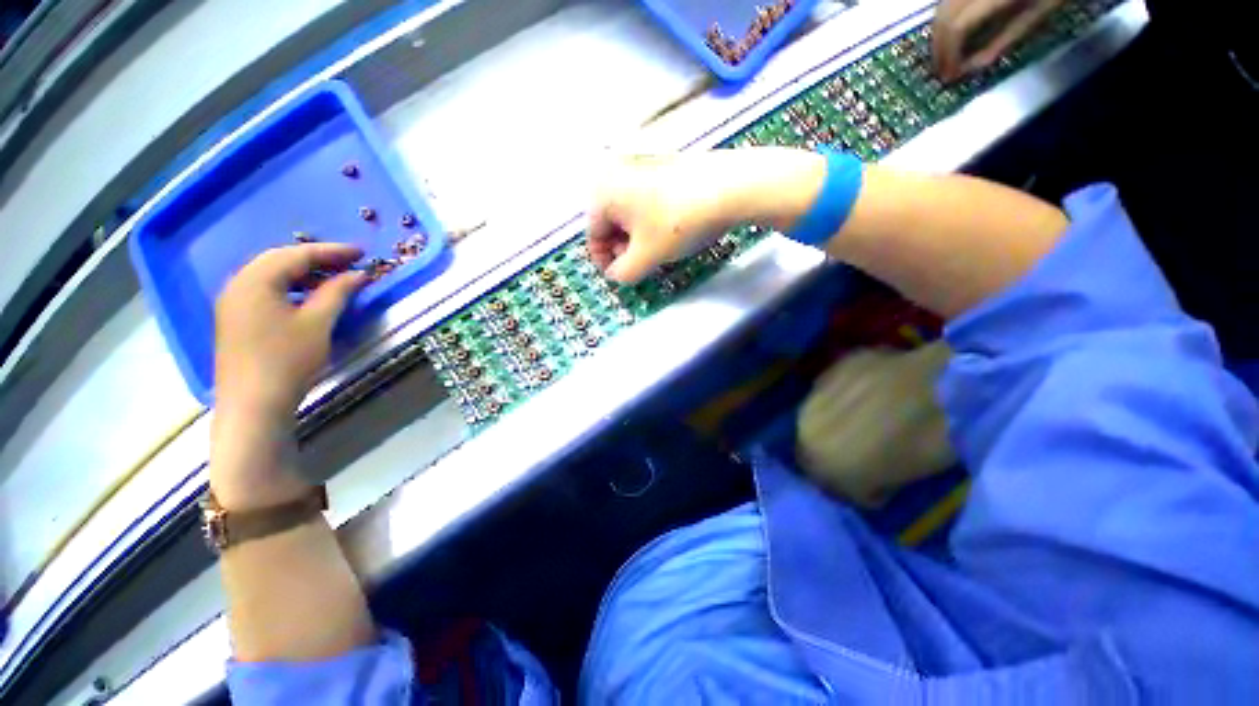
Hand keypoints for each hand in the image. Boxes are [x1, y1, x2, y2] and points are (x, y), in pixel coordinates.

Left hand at [215, 243, 365, 418]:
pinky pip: (265, 290)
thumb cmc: (287, 360)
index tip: (362, 253)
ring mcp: (233, 302)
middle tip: (349, 263)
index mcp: (255, 280)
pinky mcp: (235, 318)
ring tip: (333, 279)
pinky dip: (290, 287)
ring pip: (271, 275)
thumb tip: (358, 274)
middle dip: (316, 258)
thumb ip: (337, 292)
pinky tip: (308, 297)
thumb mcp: (318, 323)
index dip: (332, 251)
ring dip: (303, 273)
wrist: (253, 404)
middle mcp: (238, 284)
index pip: (297, 254)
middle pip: (279, 260)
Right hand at [588, 149, 824, 282]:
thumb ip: (622, 273)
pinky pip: (645, 201)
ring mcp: (640, 166)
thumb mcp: (646, 257)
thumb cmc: (677, 224)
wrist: (729, 187)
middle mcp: (615, 174)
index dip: (605, 262)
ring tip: (656, 251)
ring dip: (637, 239)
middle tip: (640, 265)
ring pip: (629, 214)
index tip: (621, 276)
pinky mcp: (662, 167)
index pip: (593, 236)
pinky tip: (669, 232)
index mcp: (603, 193)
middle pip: (610, 224)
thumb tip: (616, 274)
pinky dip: (650, 222)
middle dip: (622, 250)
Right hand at [932, 0, 1065, 80]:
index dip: (949, 55)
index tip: (949, 77)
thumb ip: (1005, 39)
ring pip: (941, 10)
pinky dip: (944, 21)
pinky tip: (951, 34)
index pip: (958, 28)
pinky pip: (948, 2)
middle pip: (944, 19)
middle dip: (940, 49)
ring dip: (938, 36)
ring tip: (944, 57)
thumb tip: (973, 67)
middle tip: (942, 72)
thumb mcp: (1039, 13)